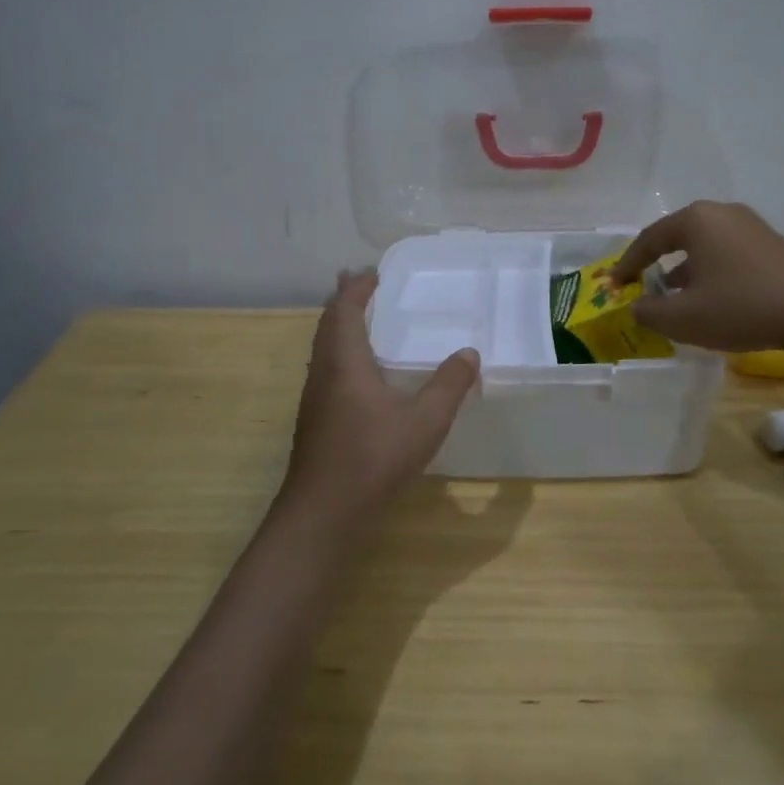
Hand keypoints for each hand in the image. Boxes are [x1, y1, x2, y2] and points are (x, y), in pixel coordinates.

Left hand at [280, 270, 479, 520]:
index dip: (356, 289)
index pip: (344, 311)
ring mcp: (314, 399)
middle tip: (359, 283)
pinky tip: (357, 373)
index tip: (372, 272)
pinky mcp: (314, 421)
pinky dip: (339, 352)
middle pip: (327, 325)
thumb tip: (469, 353)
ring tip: (358, 319)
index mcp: (344, 363)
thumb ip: (449, 385)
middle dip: (343, 301)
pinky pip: (325, 369)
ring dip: (338, 326)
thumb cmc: (373, 458)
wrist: (323, 512)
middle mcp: (323, 373)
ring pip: (322, 348)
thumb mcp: (425, 421)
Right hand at [610, 201, 783, 351]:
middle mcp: (721, 213)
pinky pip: (726, 252)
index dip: (627, 264)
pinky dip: (709, 270)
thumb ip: (648, 312)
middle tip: (641, 284)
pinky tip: (709, 296)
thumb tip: (637, 306)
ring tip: (672, 295)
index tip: (615, 284)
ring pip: (703, 245)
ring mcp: (749, 225)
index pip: (648, 239)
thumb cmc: (740, 308)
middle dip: (656, 263)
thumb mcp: (682, 318)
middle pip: (676, 236)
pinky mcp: (770, 243)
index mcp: (695, 220)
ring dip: (683, 269)